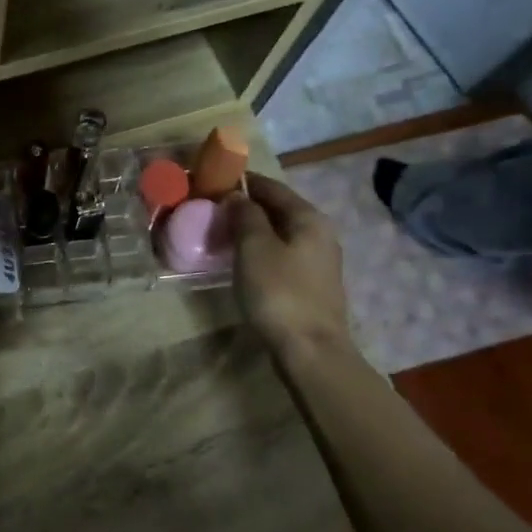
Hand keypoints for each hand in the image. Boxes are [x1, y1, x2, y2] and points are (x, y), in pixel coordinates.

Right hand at [224, 173, 352, 356]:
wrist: (310, 350)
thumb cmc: (279, 292)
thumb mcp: (254, 248)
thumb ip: (245, 216)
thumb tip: (237, 196)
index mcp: (309, 218)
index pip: (272, 187)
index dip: (243, 182)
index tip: (213, 182)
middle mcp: (320, 234)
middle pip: (279, 210)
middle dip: (247, 206)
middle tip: (212, 210)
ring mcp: (318, 261)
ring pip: (280, 234)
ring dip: (252, 230)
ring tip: (221, 234)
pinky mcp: (311, 285)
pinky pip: (281, 255)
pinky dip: (260, 251)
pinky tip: (241, 261)